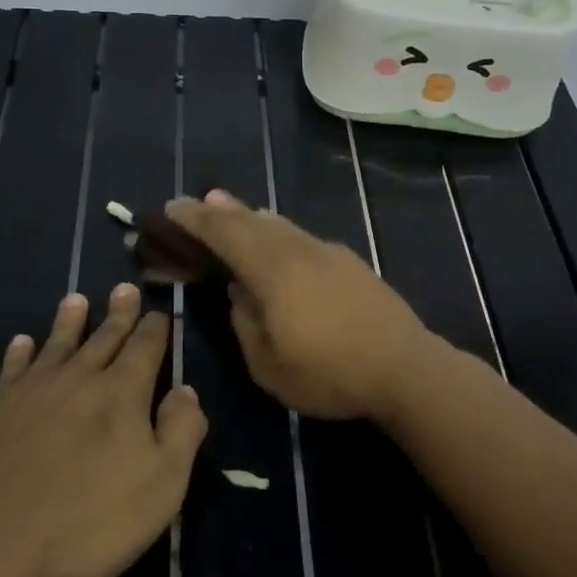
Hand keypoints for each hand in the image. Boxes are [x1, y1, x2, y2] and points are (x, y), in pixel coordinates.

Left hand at [0, 284, 206, 576]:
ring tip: (75, 299)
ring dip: (69, 322)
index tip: (161, 311)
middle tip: (124, 287)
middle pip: (103, 338)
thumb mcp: (161, 486)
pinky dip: (19, 353)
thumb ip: (181, 432)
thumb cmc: (87, 522)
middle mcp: (76, 380)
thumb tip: (186, 390)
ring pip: (55, 345)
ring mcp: (29, 394)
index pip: (146, 348)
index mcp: (121, 394)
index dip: (156, 328)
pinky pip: (11, 370)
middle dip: (119, 314)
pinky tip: (21, 343)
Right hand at [165, 190, 434, 420]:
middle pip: (253, 220)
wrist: (405, 368)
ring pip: (281, 225)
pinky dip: (279, 233)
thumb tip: (240, 292)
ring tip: (235, 213)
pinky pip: (302, 237)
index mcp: (273, 270)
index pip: (224, 233)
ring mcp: (329, 253)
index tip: (172, 207)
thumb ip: (245, 323)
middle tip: (198, 202)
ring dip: (252, 218)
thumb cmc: (330, 373)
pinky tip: (281, 242)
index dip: (195, 219)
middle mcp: (299, 250)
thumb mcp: (269, 364)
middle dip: (222, 210)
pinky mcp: (350, 263)